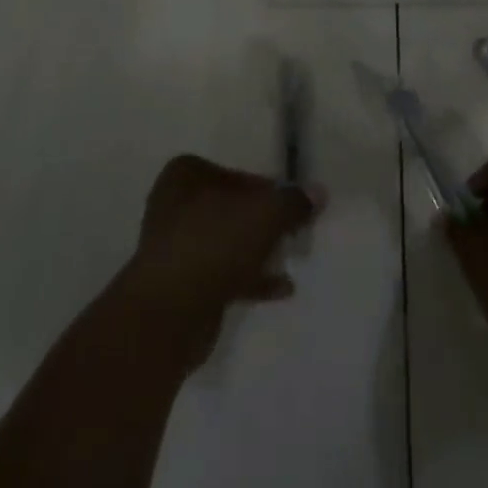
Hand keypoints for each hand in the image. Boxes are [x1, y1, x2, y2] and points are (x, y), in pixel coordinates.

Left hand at [117, 155, 323, 370]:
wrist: (168, 314)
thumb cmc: (213, 244)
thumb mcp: (263, 215)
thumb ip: (292, 202)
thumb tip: (319, 192)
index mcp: (186, 174)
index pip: (238, 174)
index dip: (268, 190)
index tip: (293, 207)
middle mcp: (176, 203)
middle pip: (233, 208)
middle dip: (264, 222)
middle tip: (294, 233)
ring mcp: (176, 246)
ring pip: (228, 241)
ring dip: (258, 250)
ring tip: (292, 258)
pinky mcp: (182, 285)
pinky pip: (223, 272)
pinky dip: (250, 278)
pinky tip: (282, 288)